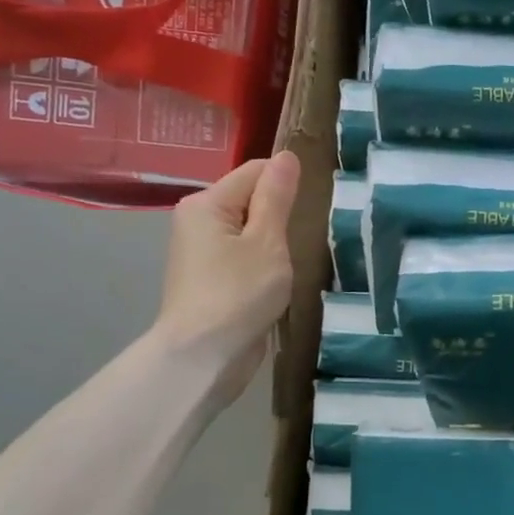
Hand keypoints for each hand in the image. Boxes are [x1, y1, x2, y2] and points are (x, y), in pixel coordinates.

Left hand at [154, 151, 301, 399]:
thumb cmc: (238, 294)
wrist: (203, 357)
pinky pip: (244, 254)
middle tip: (311, 235)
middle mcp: (198, 220)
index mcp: (207, 203)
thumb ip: (277, 197)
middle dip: (281, 214)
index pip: (256, 171)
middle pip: (251, 199)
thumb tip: (287, 157)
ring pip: (250, 229)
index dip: (287, 183)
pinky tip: (280, 278)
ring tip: (298, 258)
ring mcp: (202, 251)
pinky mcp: (211, 277)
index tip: (315, 207)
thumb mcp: (267, 241)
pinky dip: (264, 261)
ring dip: (275, 241)